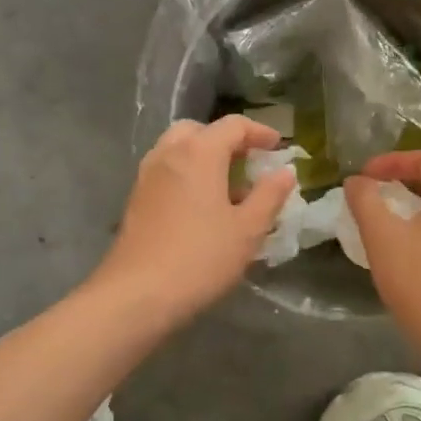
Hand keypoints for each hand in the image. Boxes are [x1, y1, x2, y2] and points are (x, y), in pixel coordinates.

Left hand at [93, 116, 296, 326]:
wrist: (137, 294)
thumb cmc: (201, 258)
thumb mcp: (248, 229)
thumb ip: (270, 195)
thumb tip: (285, 171)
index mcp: (199, 152)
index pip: (233, 125)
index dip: (259, 132)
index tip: (278, 147)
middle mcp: (169, 154)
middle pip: (199, 131)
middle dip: (226, 140)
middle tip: (248, 162)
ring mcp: (147, 176)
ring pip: (178, 150)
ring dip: (204, 157)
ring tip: (228, 187)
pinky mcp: (136, 199)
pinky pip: (166, 171)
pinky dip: (187, 174)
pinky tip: (202, 208)